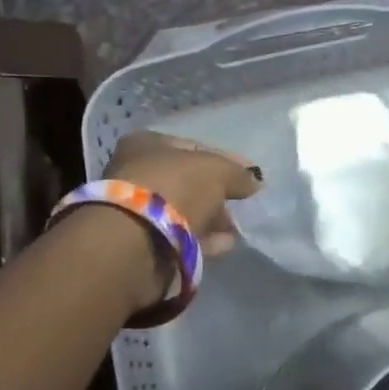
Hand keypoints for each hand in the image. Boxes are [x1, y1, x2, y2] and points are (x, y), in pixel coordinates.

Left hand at [106, 131, 261, 257]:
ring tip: (235, 229)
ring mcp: (135, 210)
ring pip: (182, 211)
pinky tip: (224, 245)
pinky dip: (201, 240)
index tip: (248, 175)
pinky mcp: (140, 244)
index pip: (192, 147)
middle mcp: (135, 172)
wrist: (135, 241)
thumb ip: (237, 173)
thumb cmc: (173, 188)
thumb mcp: (216, 171)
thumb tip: (253, 181)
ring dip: (209, 220)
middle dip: (215, 194)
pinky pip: (179, 238)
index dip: (223, 159)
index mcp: (146, 144)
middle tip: (240, 204)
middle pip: (186, 181)